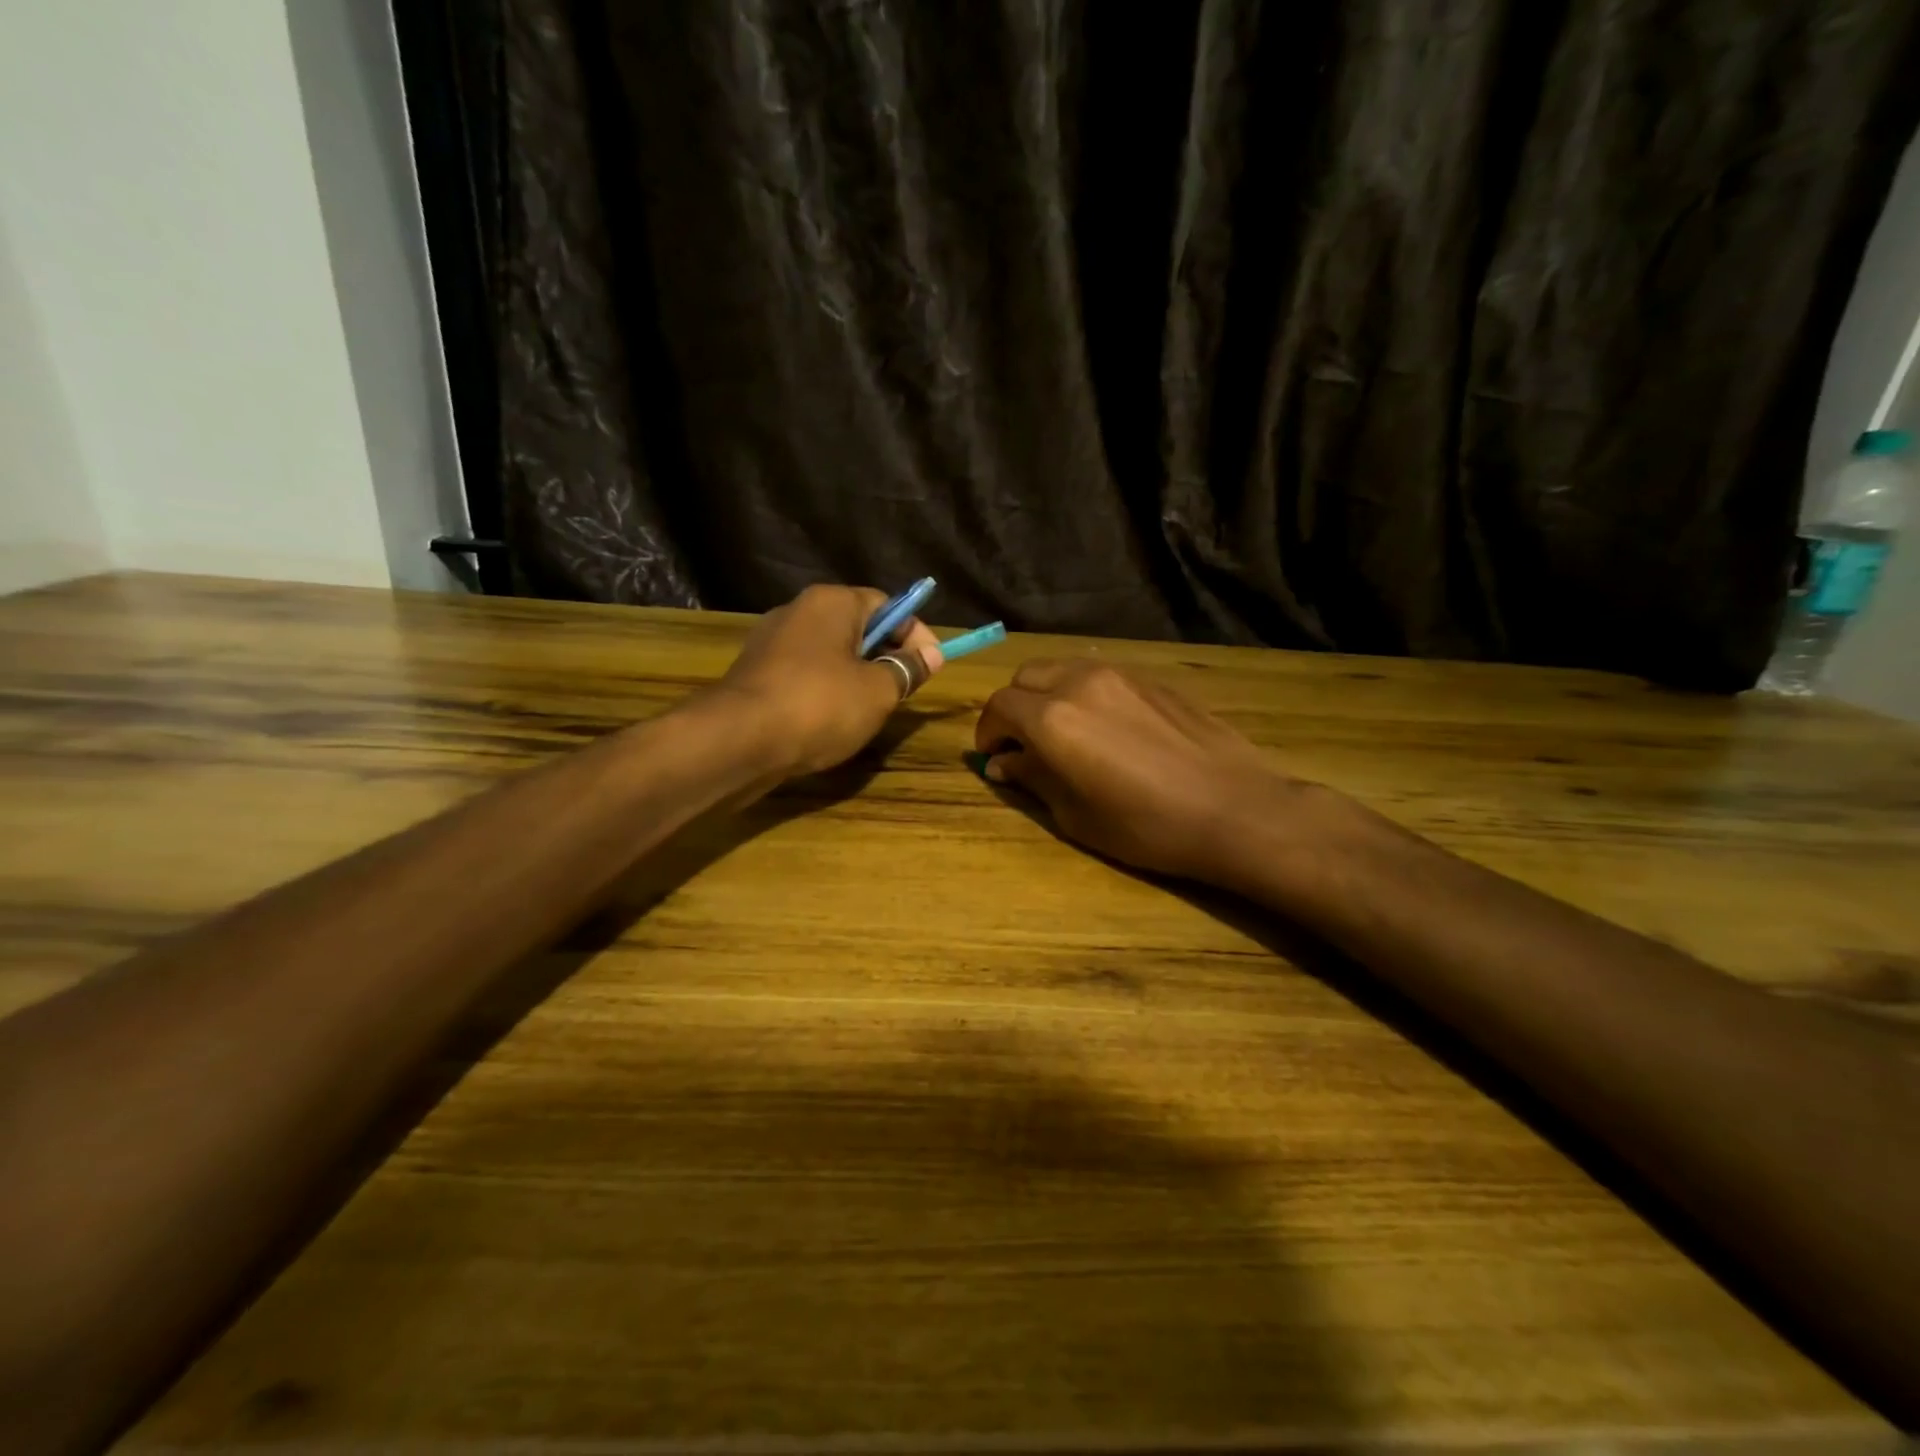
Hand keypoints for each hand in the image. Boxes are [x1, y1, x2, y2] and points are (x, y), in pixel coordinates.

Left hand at [713, 584, 943, 775]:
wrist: (739, 740)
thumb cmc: (820, 705)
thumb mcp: (878, 690)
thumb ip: (907, 670)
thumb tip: (930, 656)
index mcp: (832, 602)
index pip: (887, 605)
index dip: (916, 634)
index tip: (932, 667)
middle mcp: (798, 611)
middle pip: (858, 627)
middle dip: (886, 656)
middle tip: (904, 690)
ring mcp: (771, 642)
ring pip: (831, 653)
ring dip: (857, 676)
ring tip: (872, 710)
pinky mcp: (756, 674)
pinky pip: (805, 674)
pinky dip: (826, 691)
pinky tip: (833, 720)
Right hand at [974, 659, 1308, 881]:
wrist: (1233, 809)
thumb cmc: (1145, 826)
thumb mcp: (1075, 814)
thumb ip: (1033, 778)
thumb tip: (1003, 764)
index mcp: (1053, 719)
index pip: (999, 706)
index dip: (988, 732)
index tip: (994, 756)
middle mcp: (1079, 683)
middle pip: (1026, 677)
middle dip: (1015, 707)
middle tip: (1024, 743)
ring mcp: (1120, 675)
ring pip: (1064, 668)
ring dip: (1049, 694)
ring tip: (1063, 732)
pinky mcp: (1152, 680)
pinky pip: (1101, 675)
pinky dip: (1084, 693)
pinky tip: (1106, 727)